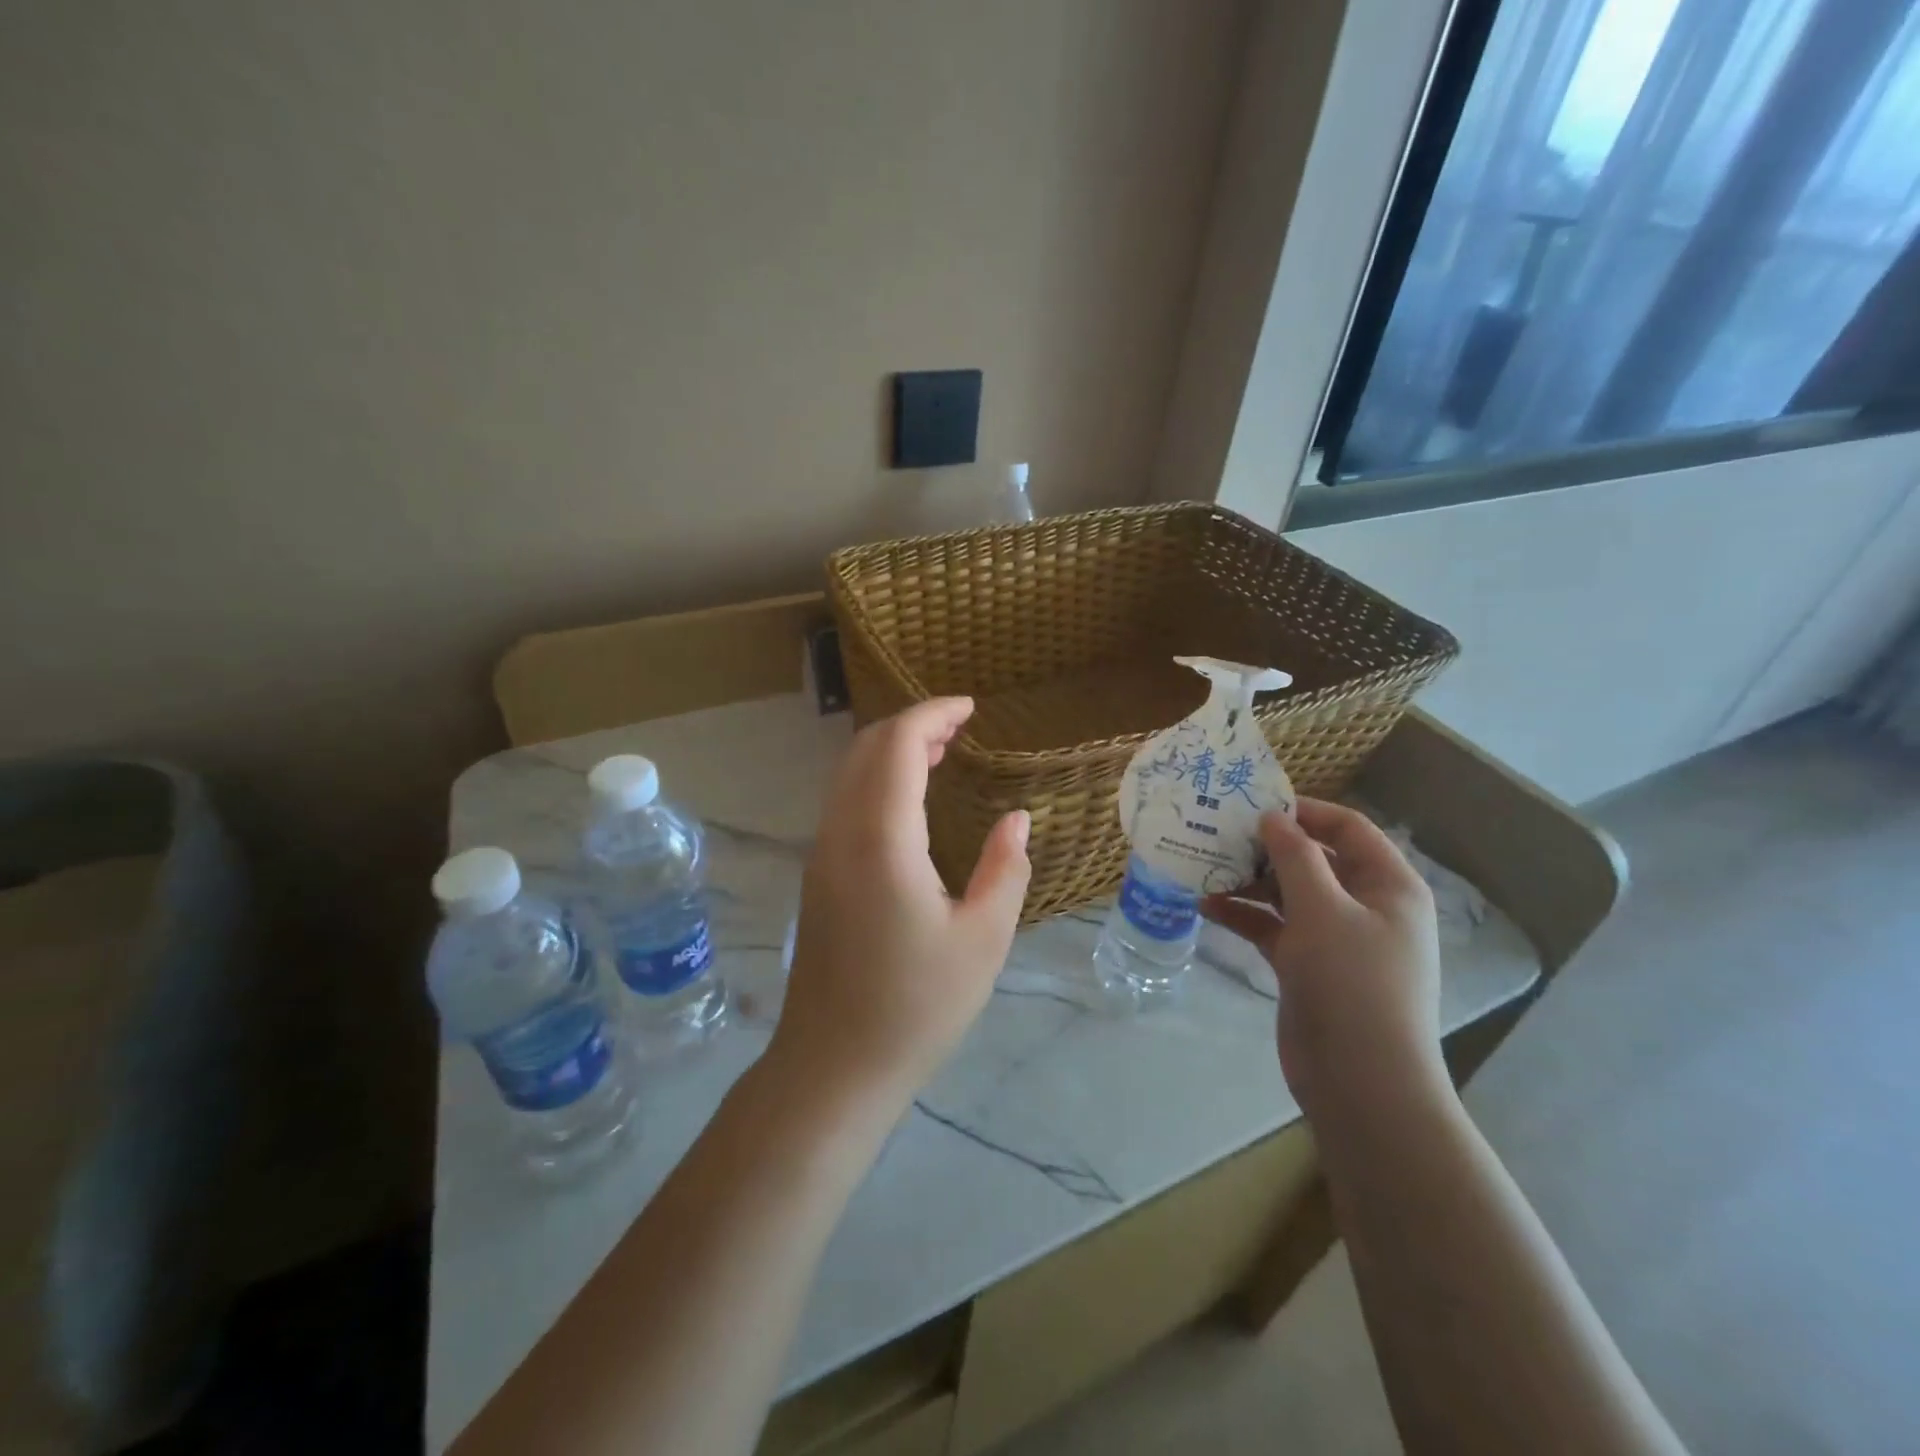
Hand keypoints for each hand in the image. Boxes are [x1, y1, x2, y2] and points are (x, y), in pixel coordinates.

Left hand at [768, 697, 1030, 1117]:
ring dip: (890, 751)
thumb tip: (1017, 819)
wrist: (834, 1065)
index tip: (970, 708)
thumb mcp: (983, 938)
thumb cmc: (917, 1005)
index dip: (932, 715)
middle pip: (865, 749)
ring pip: (848, 773)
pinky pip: (843, 801)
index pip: (897, 746)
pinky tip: (907, 799)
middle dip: (912, 725)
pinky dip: (875, 779)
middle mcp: (841, 833)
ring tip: (939, 753)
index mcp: (881, 840)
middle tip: (960, 727)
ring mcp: (821, 853)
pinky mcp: (818, 875)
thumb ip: (1004, 868)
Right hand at [1202, 799, 1448, 1138]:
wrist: (1360, 1081)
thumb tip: (1273, 817)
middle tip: (1218, 834)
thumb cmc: (1352, 982)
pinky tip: (1206, 906)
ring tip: (1203, 867)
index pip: (1348, 829)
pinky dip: (1245, 915)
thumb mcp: (1322, 909)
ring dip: (1249, 881)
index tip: (1254, 805)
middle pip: (1314, 860)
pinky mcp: (1308, 965)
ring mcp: (1336, 938)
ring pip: (1288, 894)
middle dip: (1267, 847)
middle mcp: (1365, 906)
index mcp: (1388, 885)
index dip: (1304, 812)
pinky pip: (1274, 927)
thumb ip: (1295, 856)